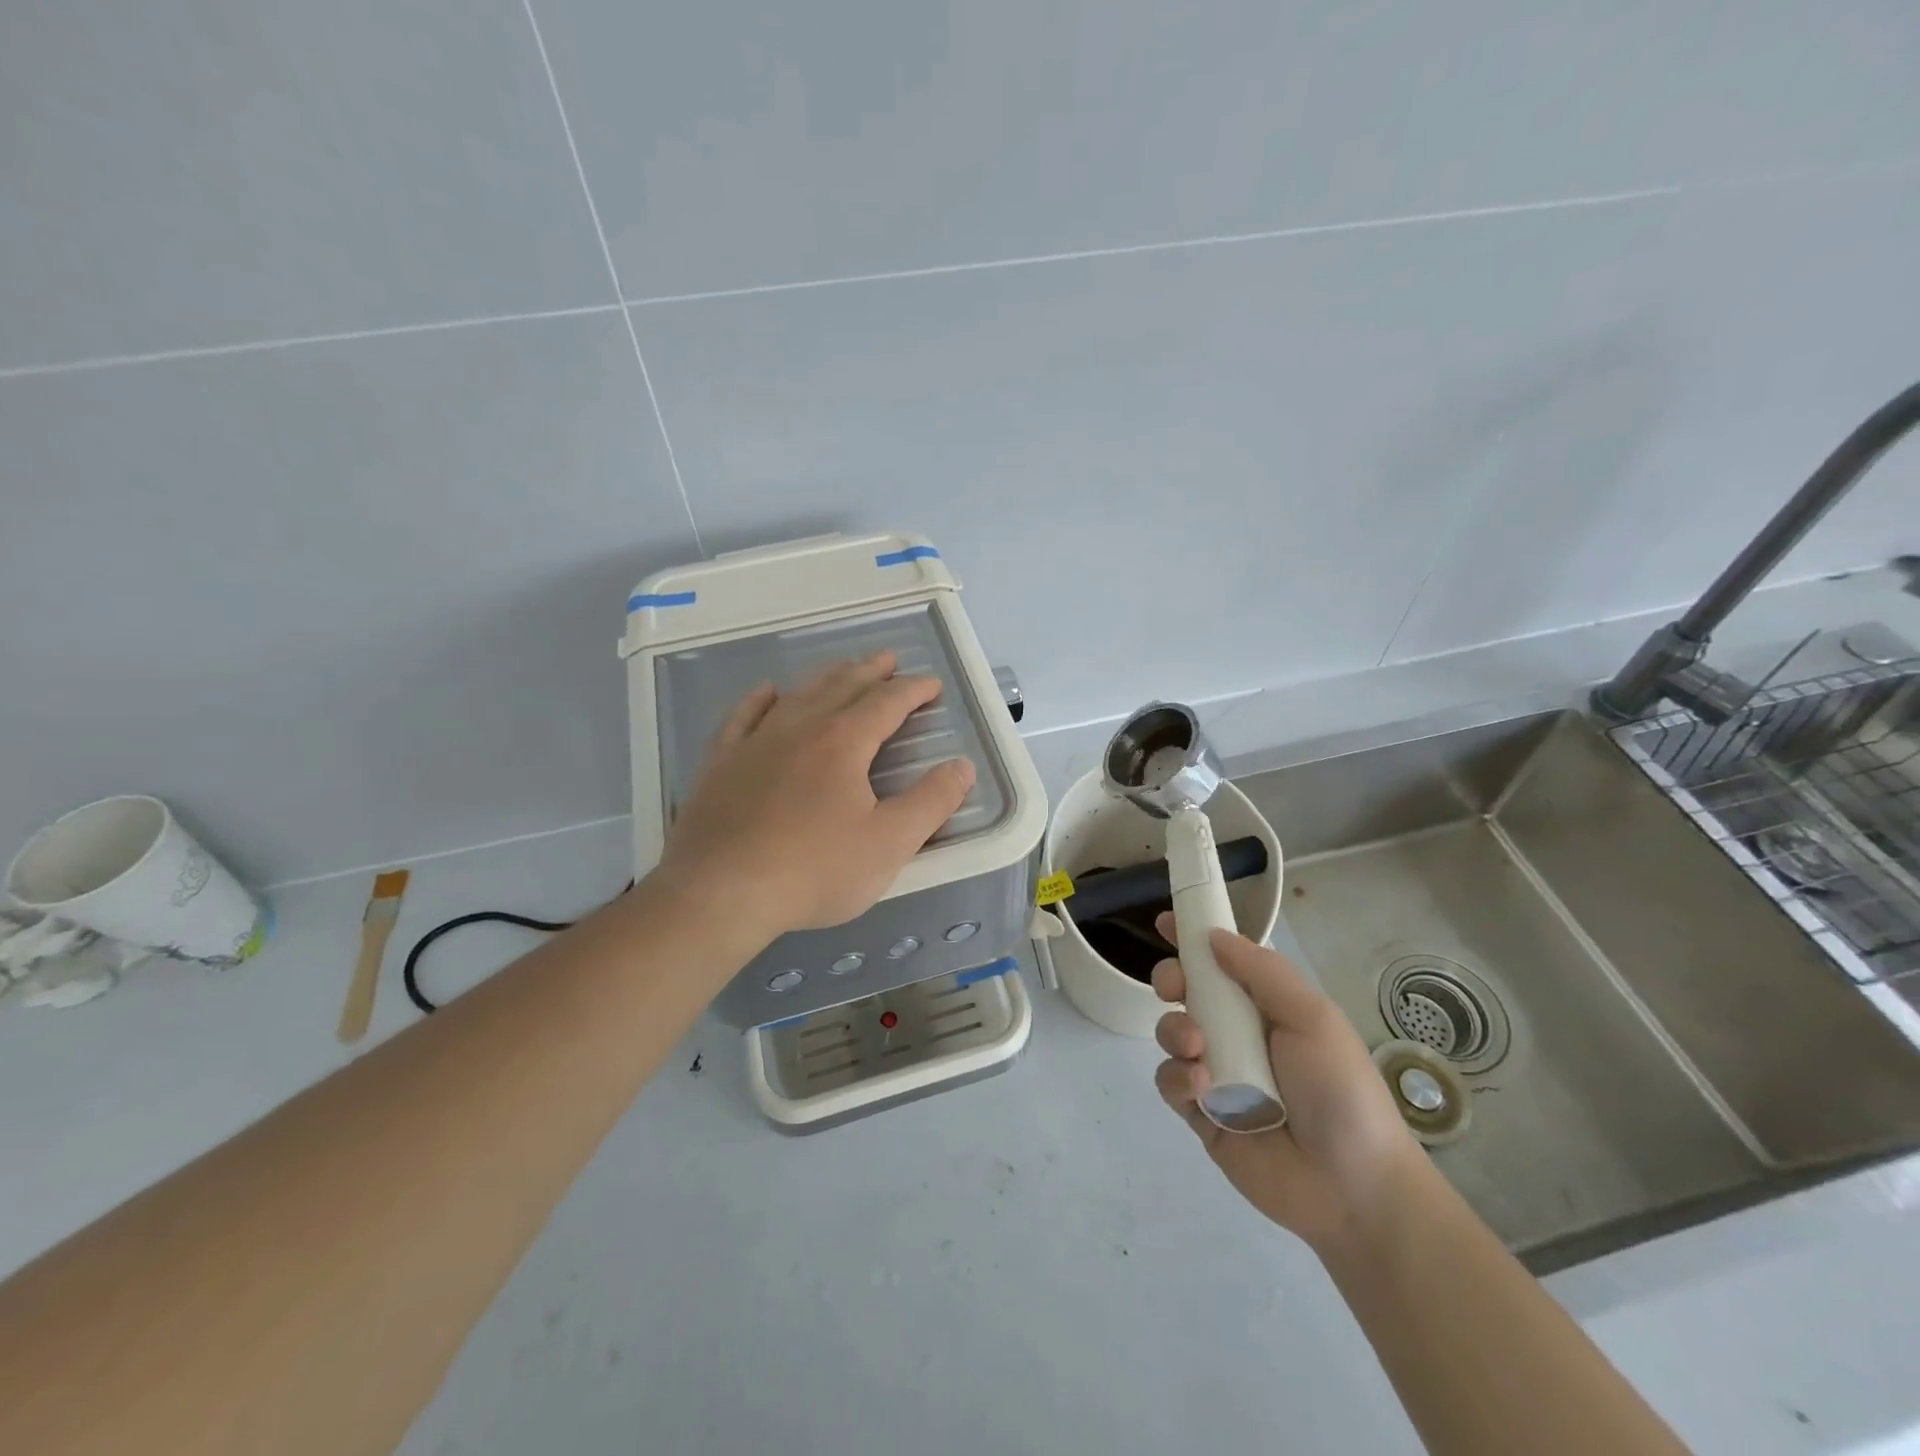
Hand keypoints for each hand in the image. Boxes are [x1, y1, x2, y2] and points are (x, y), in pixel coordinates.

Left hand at [655, 651, 975, 940]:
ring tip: (842, 668)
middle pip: (842, 687)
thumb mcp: (889, 843)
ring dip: (825, 677)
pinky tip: (767, 691)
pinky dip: (759, 699)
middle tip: (889, 658)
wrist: (719, 892)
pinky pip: (743, 716)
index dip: (913, 690)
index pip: (887, 703)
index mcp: (843, 742)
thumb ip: (931, 802)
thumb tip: (962, 765)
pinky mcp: (721, 763)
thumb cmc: (813, 870)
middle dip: (870, 671)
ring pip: (797, 695)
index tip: (931, 684)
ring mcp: (755, 742)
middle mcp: (800, 728)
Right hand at [1152, 913, 1424, 1250]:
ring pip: (1170, 1033)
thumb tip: (1213, 935)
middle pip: (1186, 992)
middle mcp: (1236, 1034)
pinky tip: (1202, 1086)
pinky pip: (1170, 1081)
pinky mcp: (1200, 1113)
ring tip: (1197, 1048)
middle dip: (1171, 979)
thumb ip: (1262, 971)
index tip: (1164, 922)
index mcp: (1265, 1007)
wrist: (1353, 1187)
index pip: (1222, 962)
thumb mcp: (1312, 1018)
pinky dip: (1178, 1077)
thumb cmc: (1340, 1090)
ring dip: (1175, 1031)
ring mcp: (1216, 1073)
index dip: (1193, 939)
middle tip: (1174, 987)